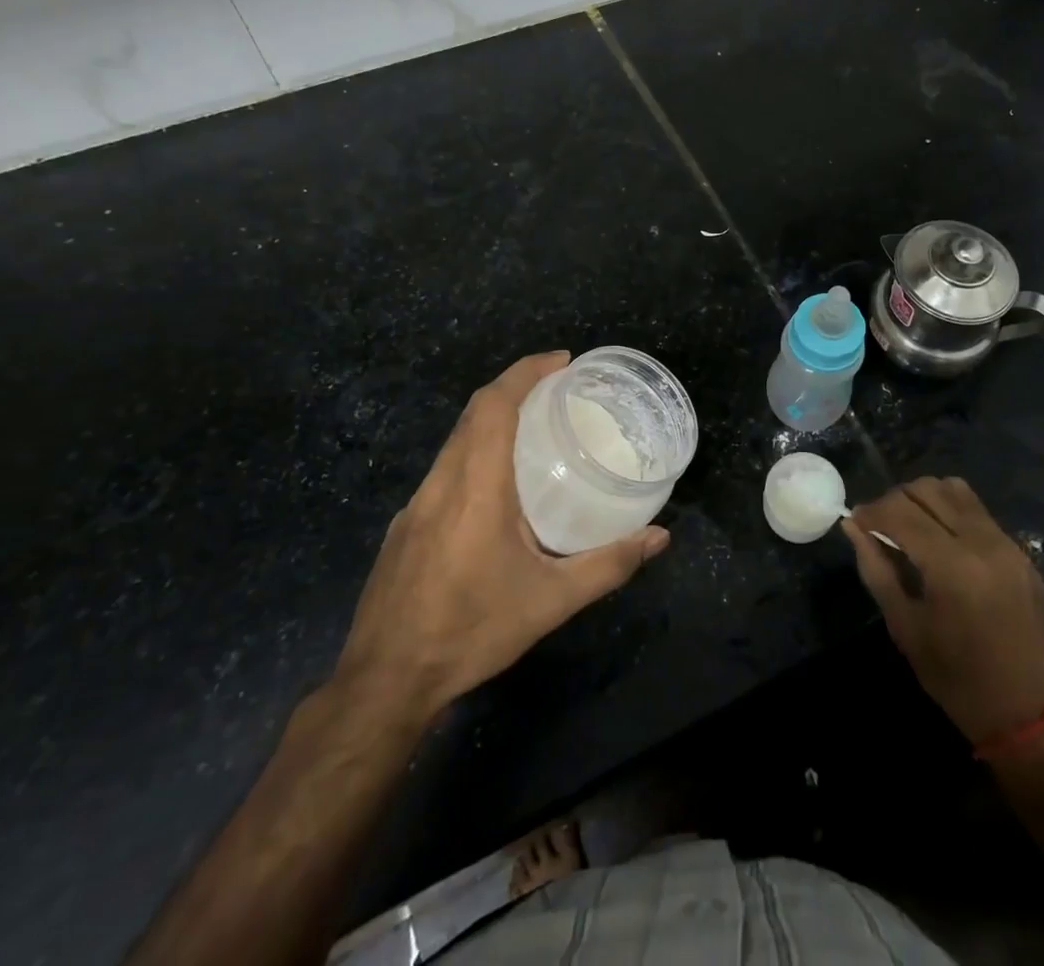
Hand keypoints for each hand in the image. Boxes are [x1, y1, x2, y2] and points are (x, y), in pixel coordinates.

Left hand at [331, 352, 668, 724]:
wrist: (384, 682)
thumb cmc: (471, 631)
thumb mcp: (551, 601)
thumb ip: (608, 564)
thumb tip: (659, 536)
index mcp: (475, 486)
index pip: (494, 405)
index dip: (525, 372)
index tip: (561, 360)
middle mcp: (441, 483)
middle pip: (473, 414)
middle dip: (515, 388)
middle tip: (558, 389)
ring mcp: (415, 504)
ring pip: (455, 441)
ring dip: (492, 420)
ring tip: (535, 430)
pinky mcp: (404, 527)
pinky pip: (444, 470)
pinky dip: (474, 453)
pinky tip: (497, 489)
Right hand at [843, 476, 1043, 746]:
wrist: (1037, 718)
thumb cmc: (961, 682)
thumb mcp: (907, 629)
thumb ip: (877, 571)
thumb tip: (852, 527)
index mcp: (951, 564)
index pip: (899, 511)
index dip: (870, 511)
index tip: (854, 522)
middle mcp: (981, 541)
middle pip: (926, 490)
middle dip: (894, 500)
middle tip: (878, 526)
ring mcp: (1006, 543)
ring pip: (954, 490)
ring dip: (924, 498)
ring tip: (909, 526)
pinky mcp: (1020, 552)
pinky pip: (977, 510)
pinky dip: (950, 509)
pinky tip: (939, 538)